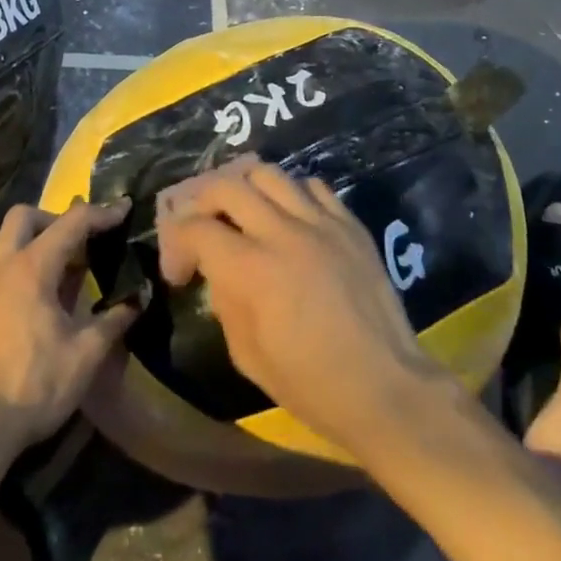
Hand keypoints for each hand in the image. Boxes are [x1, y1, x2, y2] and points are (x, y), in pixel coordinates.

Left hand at [0, 200, 139, 454]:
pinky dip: (3, 283)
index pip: (72, 222)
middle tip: (75, 244)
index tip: (123, 209)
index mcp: (33, 267)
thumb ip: (115, 319)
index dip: (101, 213)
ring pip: (1, 247)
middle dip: (52, 219)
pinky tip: (14, 308)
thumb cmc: (37, 384)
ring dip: (27, 250)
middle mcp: (0, 267)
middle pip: (24, 216)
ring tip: (50, 280)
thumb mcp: (87, 353)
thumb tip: (139, 298)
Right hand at [156, 158, 441, 449]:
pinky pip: (312, 186)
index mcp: (250, 269)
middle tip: (202, 226)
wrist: (384, 386)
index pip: (195, 228)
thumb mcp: (247, 356)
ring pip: (269, 173)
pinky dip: (291, 194)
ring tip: (243, 209)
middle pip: (226, 185)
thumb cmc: (311, 384)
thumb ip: (225, 302)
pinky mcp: (349, 223)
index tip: (179, 272)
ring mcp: (319, 222)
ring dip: (245, 186)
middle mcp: (281, 232)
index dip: (176, 245)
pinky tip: (290, 216)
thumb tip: (218, 272)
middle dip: (201, 201)